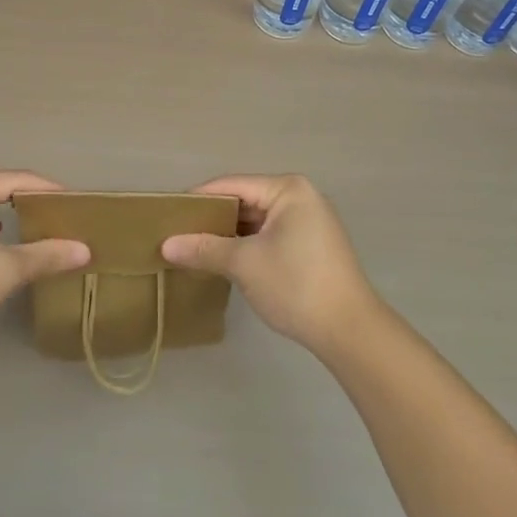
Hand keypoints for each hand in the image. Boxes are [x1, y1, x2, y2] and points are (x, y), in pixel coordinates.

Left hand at [0, 171, 90, 362]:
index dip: (51, 191)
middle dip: (31, 203)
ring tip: (40, 230)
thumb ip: (46, 255)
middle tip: (63, 219)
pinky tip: (1, 243)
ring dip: (10, 216)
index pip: (18, 179)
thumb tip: (85, 249)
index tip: (79, 206)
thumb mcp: (4, 271)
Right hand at [162, 175, 378, 354]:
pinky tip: (225, 260)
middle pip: (246, 200)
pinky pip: (271, 235)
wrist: (350, 330)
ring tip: (195, 247)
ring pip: (258, 220)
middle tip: (178, 233)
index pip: (232, 185)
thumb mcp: (244, 264)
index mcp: (287, 189)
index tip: (168, 214)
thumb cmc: (296, 285)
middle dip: (213, 218)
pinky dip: (248, 245)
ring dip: (230, 234)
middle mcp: (301, 196)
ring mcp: (310, 221)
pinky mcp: (313, 245)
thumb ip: (204, 249)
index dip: (198, 199)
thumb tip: (166, 245)